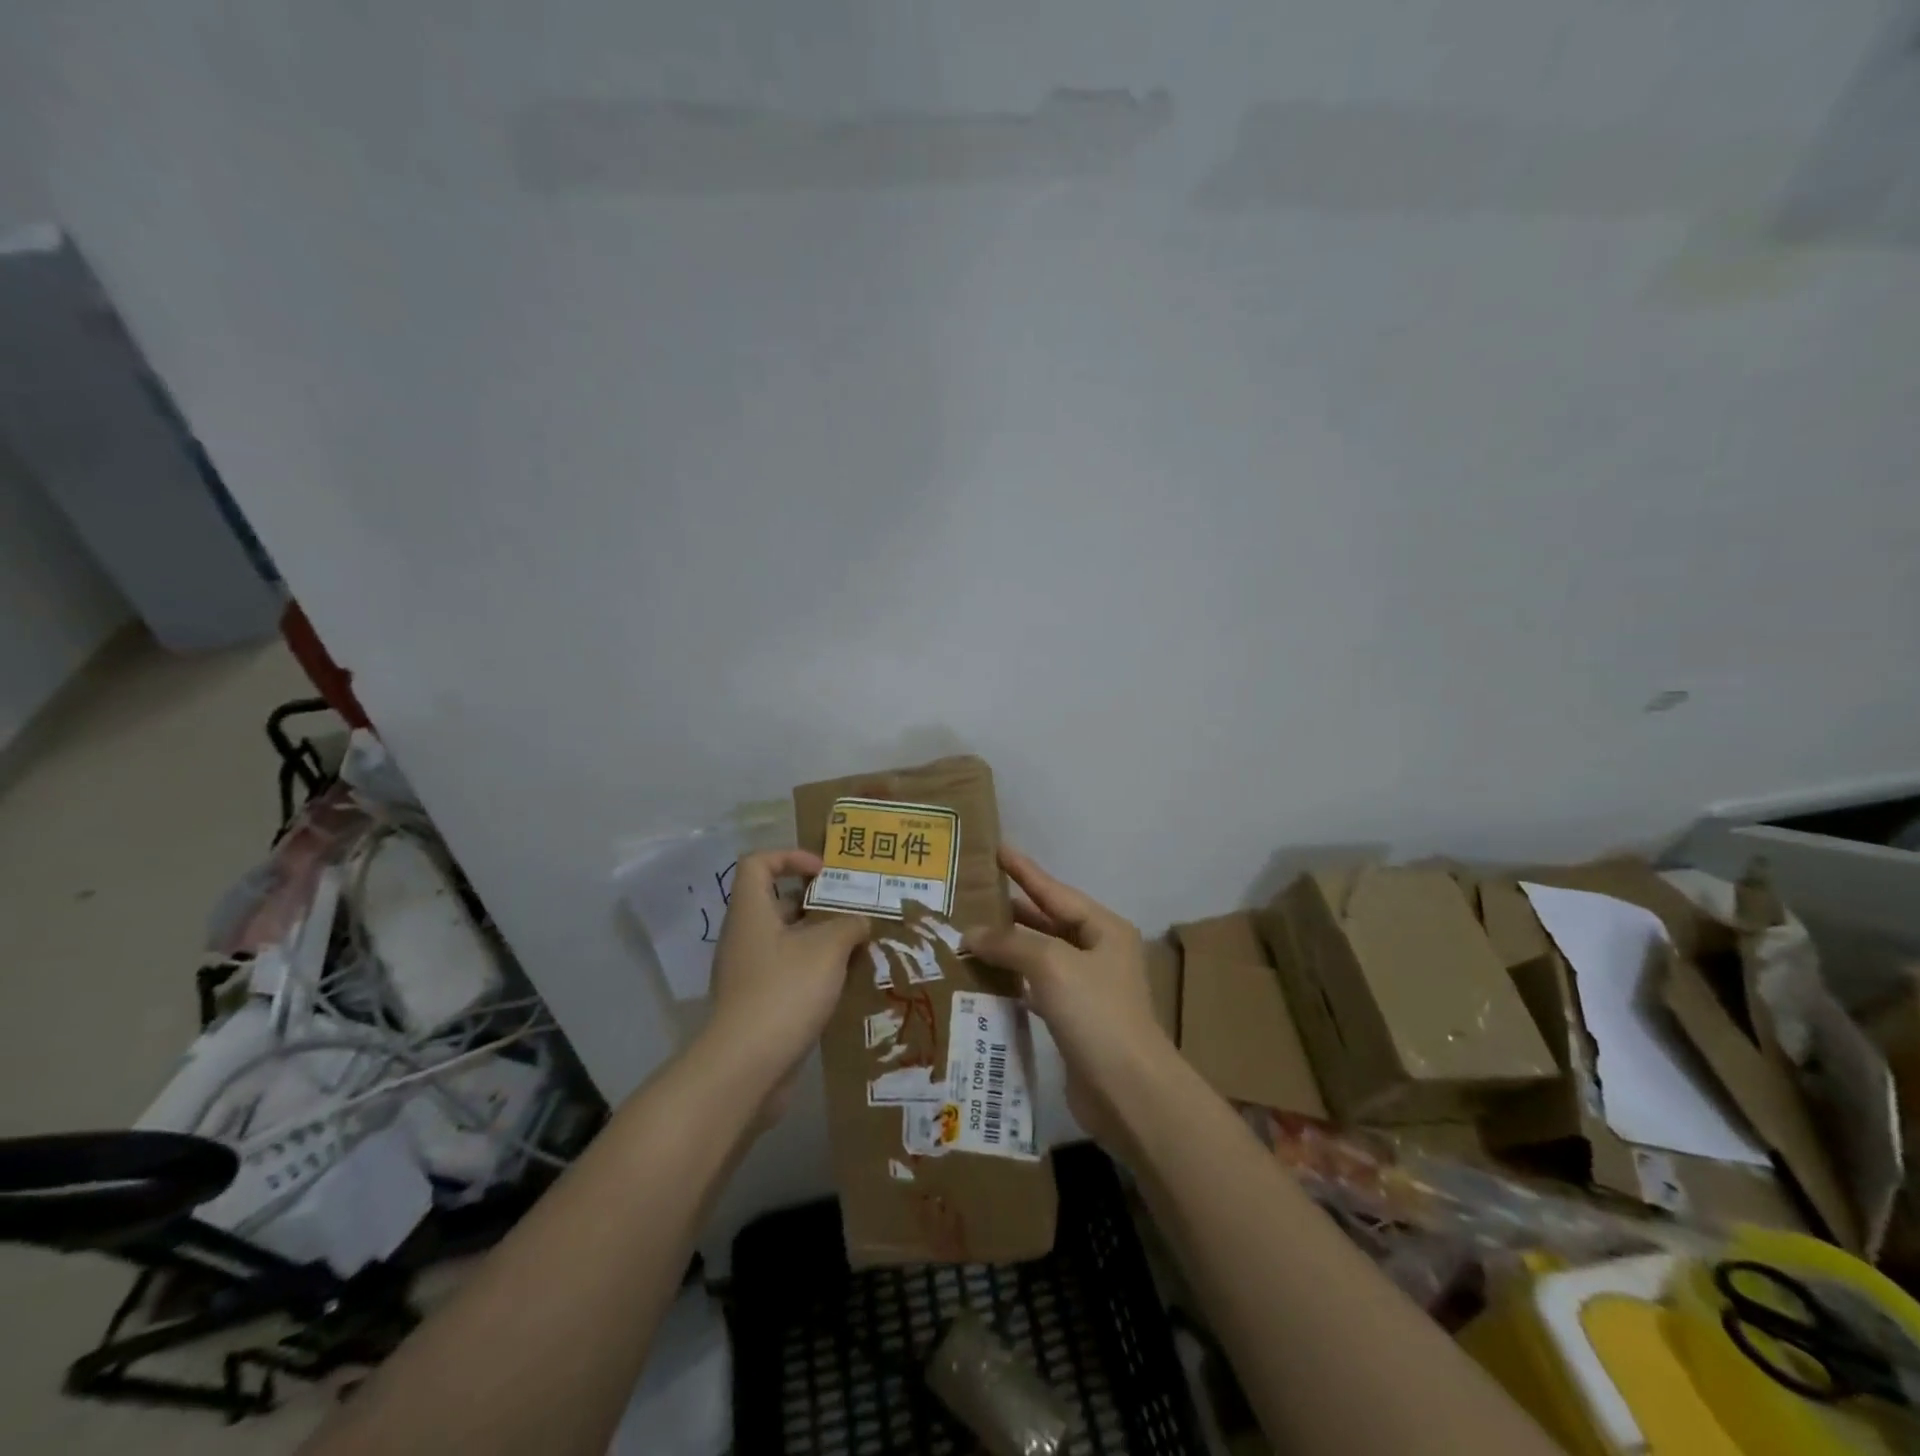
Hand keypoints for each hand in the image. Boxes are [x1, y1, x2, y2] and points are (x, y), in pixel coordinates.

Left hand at [700, 849, 868, 1122]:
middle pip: (777, 902)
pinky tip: (845, 982)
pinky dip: (815, 971)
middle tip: (853, 908)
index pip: (758, 863)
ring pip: (787, 940)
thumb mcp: (827, 948)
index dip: (790, 857)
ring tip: (858, 945)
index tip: (824, 873)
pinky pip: (788, 973)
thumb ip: (849, 925)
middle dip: (817, 902)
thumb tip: (860, 922)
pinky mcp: (758, 1003)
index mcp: (751, 912)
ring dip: (821, 939)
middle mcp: (745, 937)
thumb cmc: (785, 991)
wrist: (746, 1066)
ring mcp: (749, 972)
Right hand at [964, 847, 1174, 1150]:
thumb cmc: (1095, 1013)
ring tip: (968, 934)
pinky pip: (1037, 989)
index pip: (1055, 891)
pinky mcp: (1074, 1021)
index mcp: (1103, 929)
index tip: (997, 849)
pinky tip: (985, 980)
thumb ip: (1010, 942)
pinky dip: (1012, 982)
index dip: (1024, 871)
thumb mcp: (1052, 965)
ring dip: (1007, 948)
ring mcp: (1087, 989)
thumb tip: (971, 933)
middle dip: (1011, 910)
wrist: (1127, 1091)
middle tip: (970, 896)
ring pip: (1040, 957)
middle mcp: (1098, 953)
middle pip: (1048, 922)